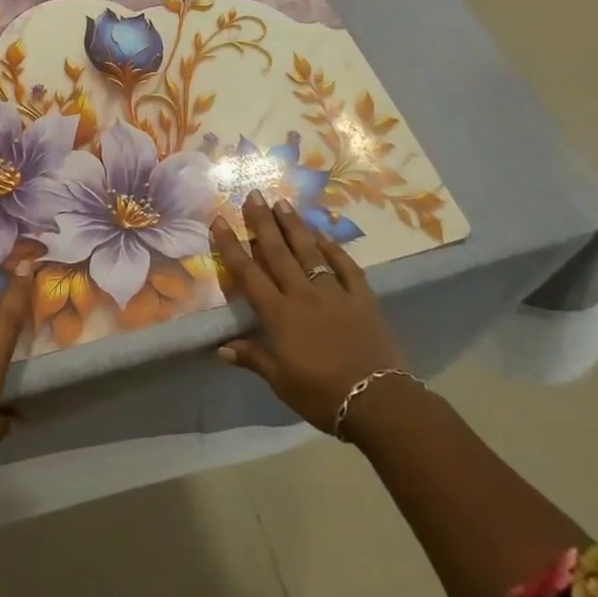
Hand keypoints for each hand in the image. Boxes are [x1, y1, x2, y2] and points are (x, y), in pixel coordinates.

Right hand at [212, 192, 405, 432]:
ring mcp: (334, 293)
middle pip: (278, 253)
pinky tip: (323, 234)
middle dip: (263, 222)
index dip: (231, 246)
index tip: (219, 220)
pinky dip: (334, 248)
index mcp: (279, 314)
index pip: (248, 273)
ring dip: (294, 226)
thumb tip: (220, 347)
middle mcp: (302, 294)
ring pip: (309, 252)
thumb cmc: (322, 395)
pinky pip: (345, 266)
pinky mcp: (362, 298)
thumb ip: (252, 357)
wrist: (378, 401)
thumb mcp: (280, 381)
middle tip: (254, 195)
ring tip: (282, 203)